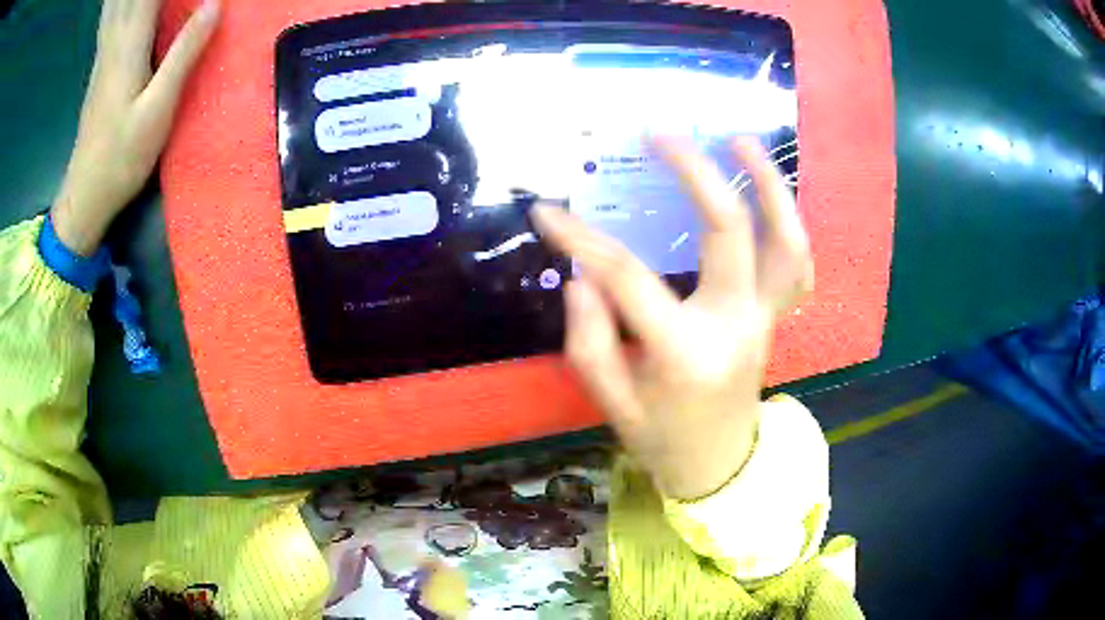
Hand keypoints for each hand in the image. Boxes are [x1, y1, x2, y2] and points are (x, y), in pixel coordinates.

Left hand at [51, 0, 219, 255]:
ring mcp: (103, 55)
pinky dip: (117, 1)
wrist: (84, 196)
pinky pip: (110, 18)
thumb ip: (184, 53)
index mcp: (129, 45)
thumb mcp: (158, 109)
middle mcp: (114, 42)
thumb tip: (215, 4)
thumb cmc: (121, 158)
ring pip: (115, 3)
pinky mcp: (100, 66)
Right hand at [532, 136, 812, 500]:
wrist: (720, 465)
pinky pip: (797, 266)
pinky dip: (789, 224)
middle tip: (661, 134)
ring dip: (769, 185)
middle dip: (695, 173)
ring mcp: (765, 317)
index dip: (582, 240)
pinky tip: (768, 194)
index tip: (546, 213)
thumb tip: (581, 277)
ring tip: (742, 140)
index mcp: (685, 352)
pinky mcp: (776, 316)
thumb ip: (589, 341)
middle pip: (728, 231)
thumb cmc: (662, 439)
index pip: (628, 279)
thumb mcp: (612, 404)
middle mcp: (736, 323)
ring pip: (785, 241)